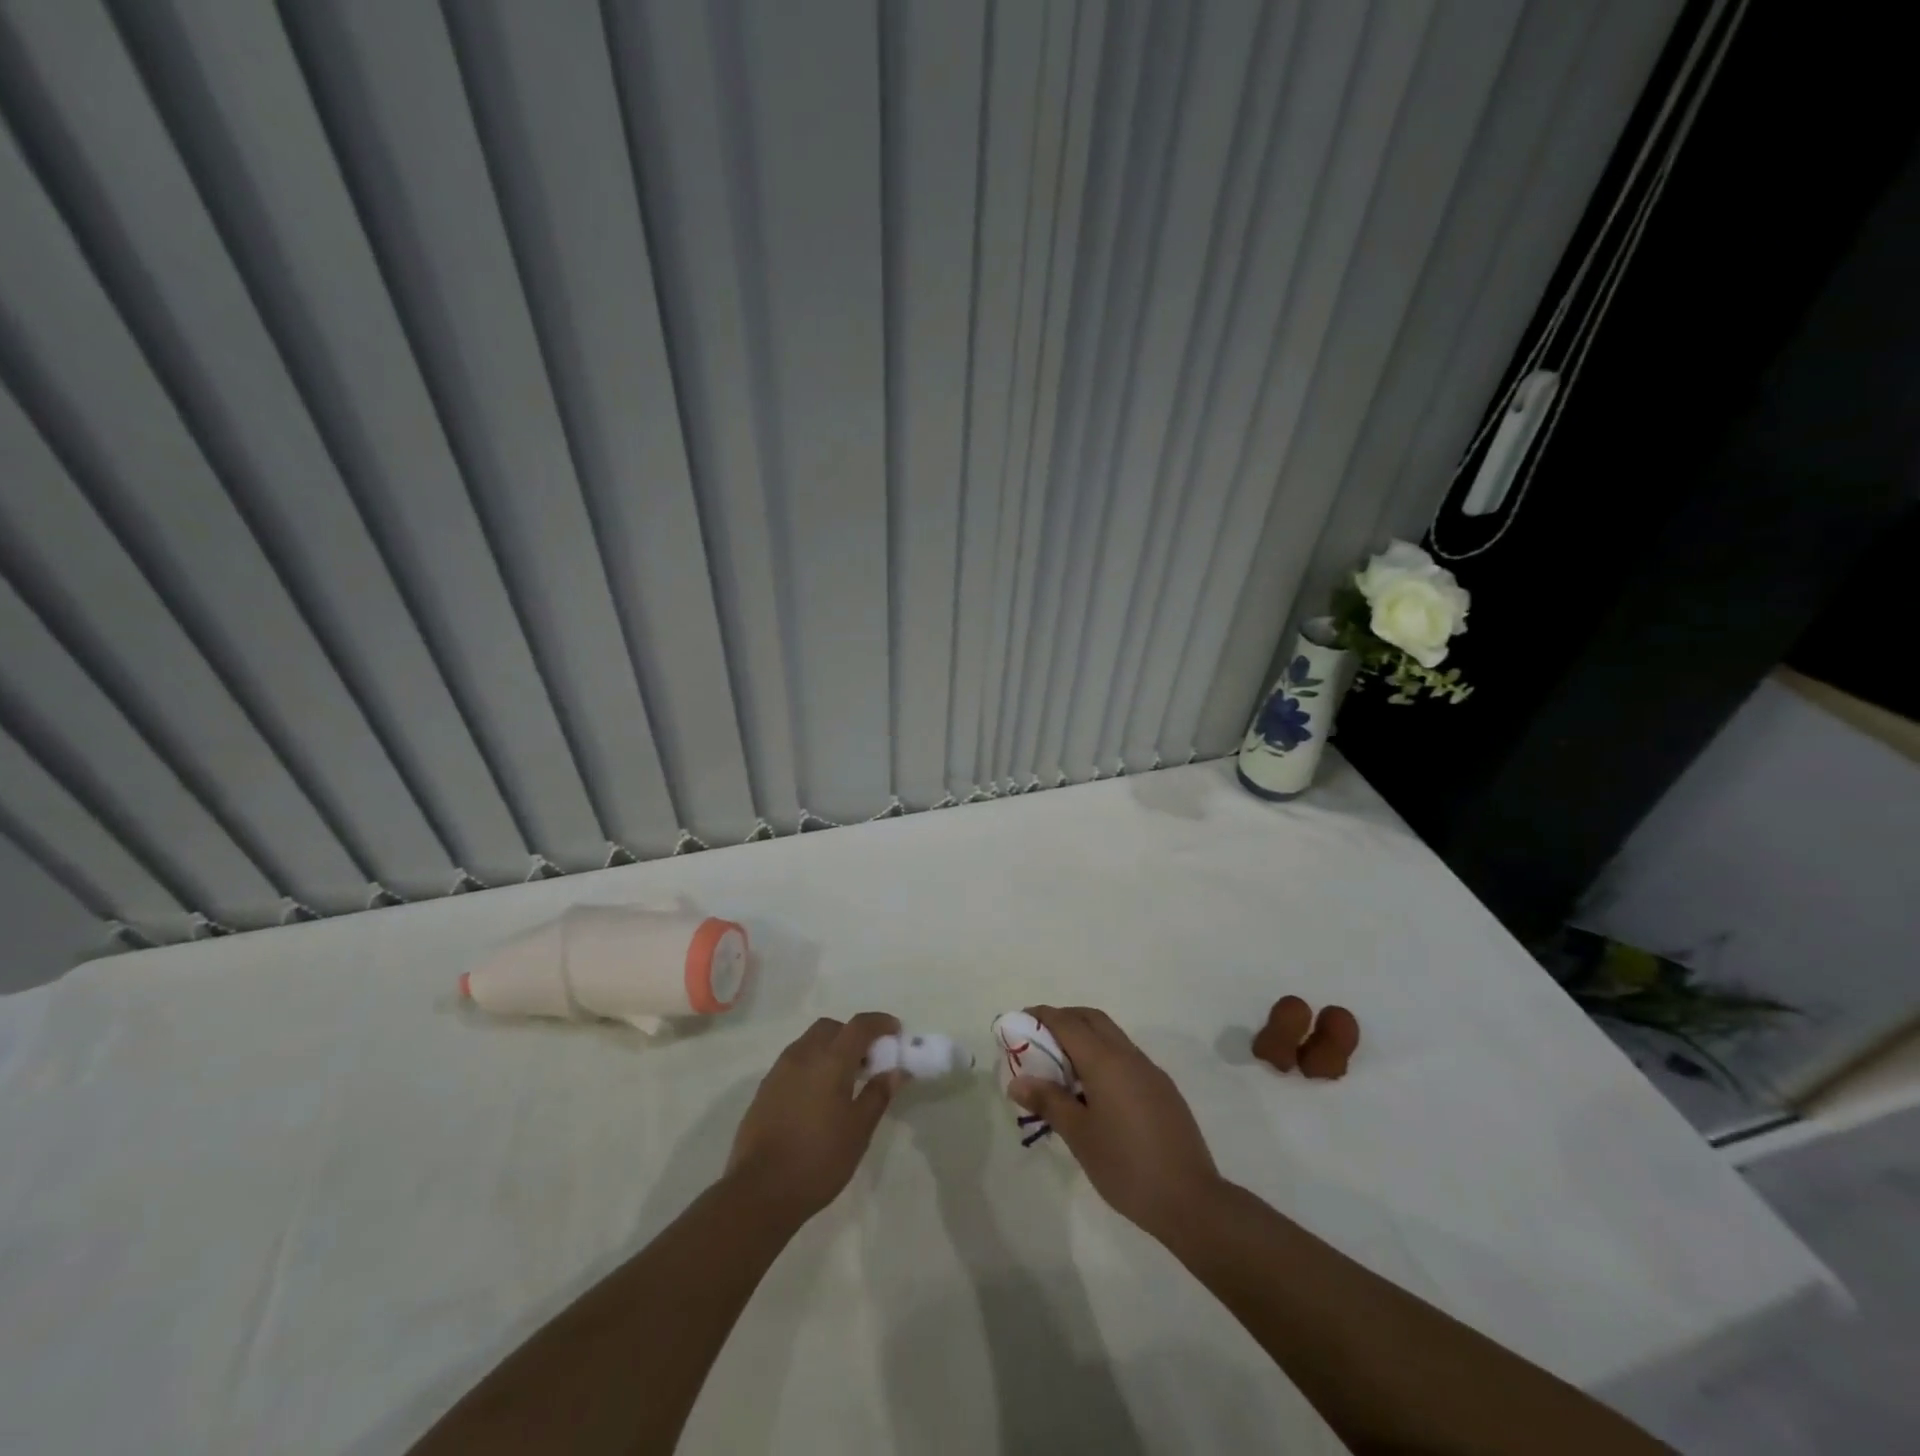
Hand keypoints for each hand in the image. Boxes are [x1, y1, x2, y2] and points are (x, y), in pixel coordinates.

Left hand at [725, 1012, 903, 1222]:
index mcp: (830, 1061)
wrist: (759, 1191)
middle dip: (852, 1034)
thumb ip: (878, 1095)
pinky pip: (794, 1061)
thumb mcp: (858, 1131)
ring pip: (809, 1042)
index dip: (880, 1022)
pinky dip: (811, 1064)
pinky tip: (817, 1096)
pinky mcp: (764, 1089)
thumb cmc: (818, 1159)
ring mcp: (779, 1071)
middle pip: (831, 1027)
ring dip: (830, 1048)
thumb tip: (895, 1071)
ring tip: (843, 1080)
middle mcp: (803, 1055)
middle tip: (868, 1060)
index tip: (896, 1030)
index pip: (859, 1025)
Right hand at [1010, 1005, 1222, 1241]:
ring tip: (1062, 1068)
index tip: (1020, 1020)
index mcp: (1106, 1061)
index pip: (1067, 1023)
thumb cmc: (1126, 1167)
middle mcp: (1129, 1056)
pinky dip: (1104, 1057)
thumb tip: (1018, 1081)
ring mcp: (1151, 1072)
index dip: (1042, 1016)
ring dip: (1086, 1038)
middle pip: (1092, 1020)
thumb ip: (1049, 1102)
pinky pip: (1126, 1058)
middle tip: (1039, 1039)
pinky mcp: (1164, 1090)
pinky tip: (1095, 1092)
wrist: (1191, 1201)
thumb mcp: (1079, 1136)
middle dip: (1064, 1019)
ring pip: (1112, 1037)